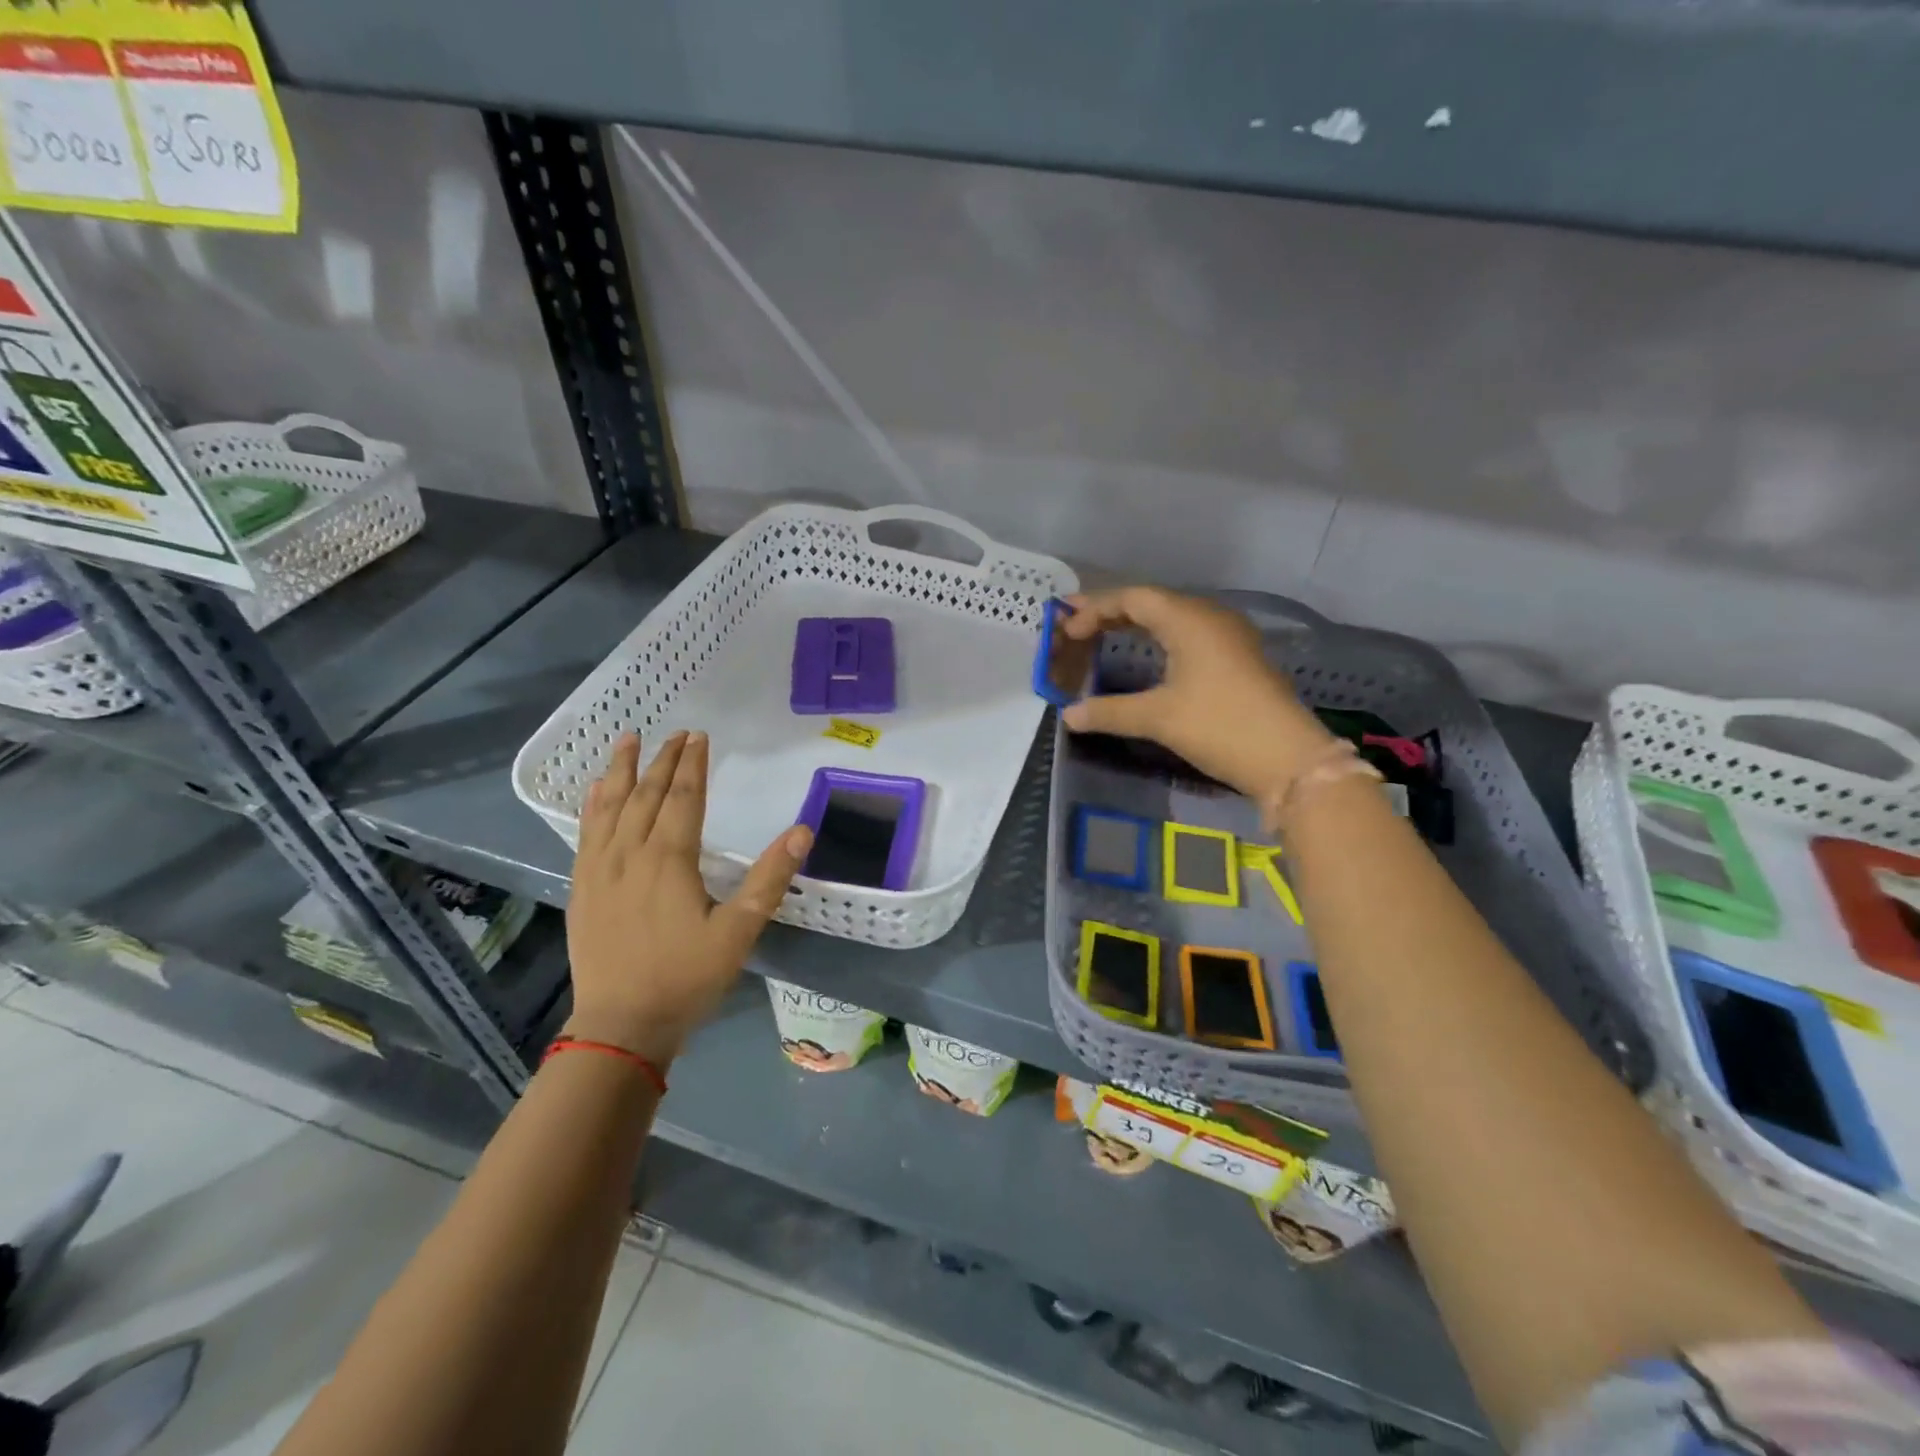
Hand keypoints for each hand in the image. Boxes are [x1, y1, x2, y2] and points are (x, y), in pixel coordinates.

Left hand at [564, 731, 812, 1066]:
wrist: (620, 1026)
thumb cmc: (685, 978)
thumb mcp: (739, 931)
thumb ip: (769, 878)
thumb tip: (803, 831)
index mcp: (670, 860)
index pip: (683, 798)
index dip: (692, 765)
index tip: (699, 736)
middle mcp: (631, 853)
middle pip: (647, 795)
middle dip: (663, 760)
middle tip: (676, 733)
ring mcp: (600, 870)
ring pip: (611, 806)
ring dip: (622, 770)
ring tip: (628, 739)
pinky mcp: (582, 887)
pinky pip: (586, 833)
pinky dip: (594, 805)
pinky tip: (597, 790)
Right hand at [1057, 586, 1331, 798]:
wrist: (1288, 758)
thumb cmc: (1219, 726)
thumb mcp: (1158, 718)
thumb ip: (1109, 712)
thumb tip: (1068, 715)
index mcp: (1189, 619)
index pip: (1133, 598)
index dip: (1095, 610)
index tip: (1066, 630)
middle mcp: (1209, 617)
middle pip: (1152, 601)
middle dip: (1111, 612)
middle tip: (1075, 626)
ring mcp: (1228, 636)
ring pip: (1172, 617)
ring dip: (1136, 623)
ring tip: (1103, 635)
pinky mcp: (1237, 656)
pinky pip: (1188, 633)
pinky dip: (1159, 637)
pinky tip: (1148, 654)